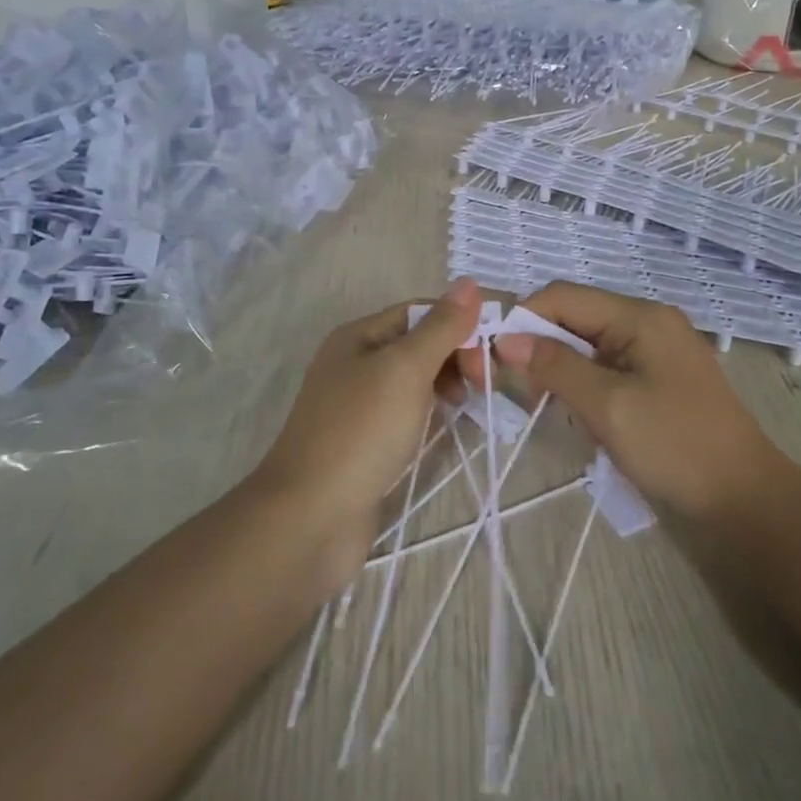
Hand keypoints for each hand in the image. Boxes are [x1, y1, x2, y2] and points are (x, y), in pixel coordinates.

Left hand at [250, 277, 481, 561]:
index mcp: (358, 336)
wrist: (310, 518)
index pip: (420, 312)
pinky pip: (406, 412)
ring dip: (446, 383)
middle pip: (418, 344)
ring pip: (414, 380)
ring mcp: (357, 405)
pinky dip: (430, 412)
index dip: (458, 323)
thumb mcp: (405, 369)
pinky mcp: (364, 442)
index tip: (491, 352)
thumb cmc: (361, 432)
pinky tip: (444, 427)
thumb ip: (440, 327)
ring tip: (468, 404)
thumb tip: (470, 282)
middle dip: (455, 354)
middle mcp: (354, 363)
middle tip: (484, 383)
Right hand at [477, 281, 777, 519]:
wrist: (745, 499)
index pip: (565, 296)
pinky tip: (580, 414)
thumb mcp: (608, 406)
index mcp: (640, 316)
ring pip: (589, 343)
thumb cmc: (675, 446)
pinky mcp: (660, 377)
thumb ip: (556, 366)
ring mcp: (657, 349)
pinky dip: (586, 384)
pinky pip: (609, 366)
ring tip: (549, 406)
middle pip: (577, 316)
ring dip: (563, 369)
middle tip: (521, 389)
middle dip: (543, 346)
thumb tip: (507, 339)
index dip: (525, 319)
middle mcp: (648, 321)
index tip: (496, 357)